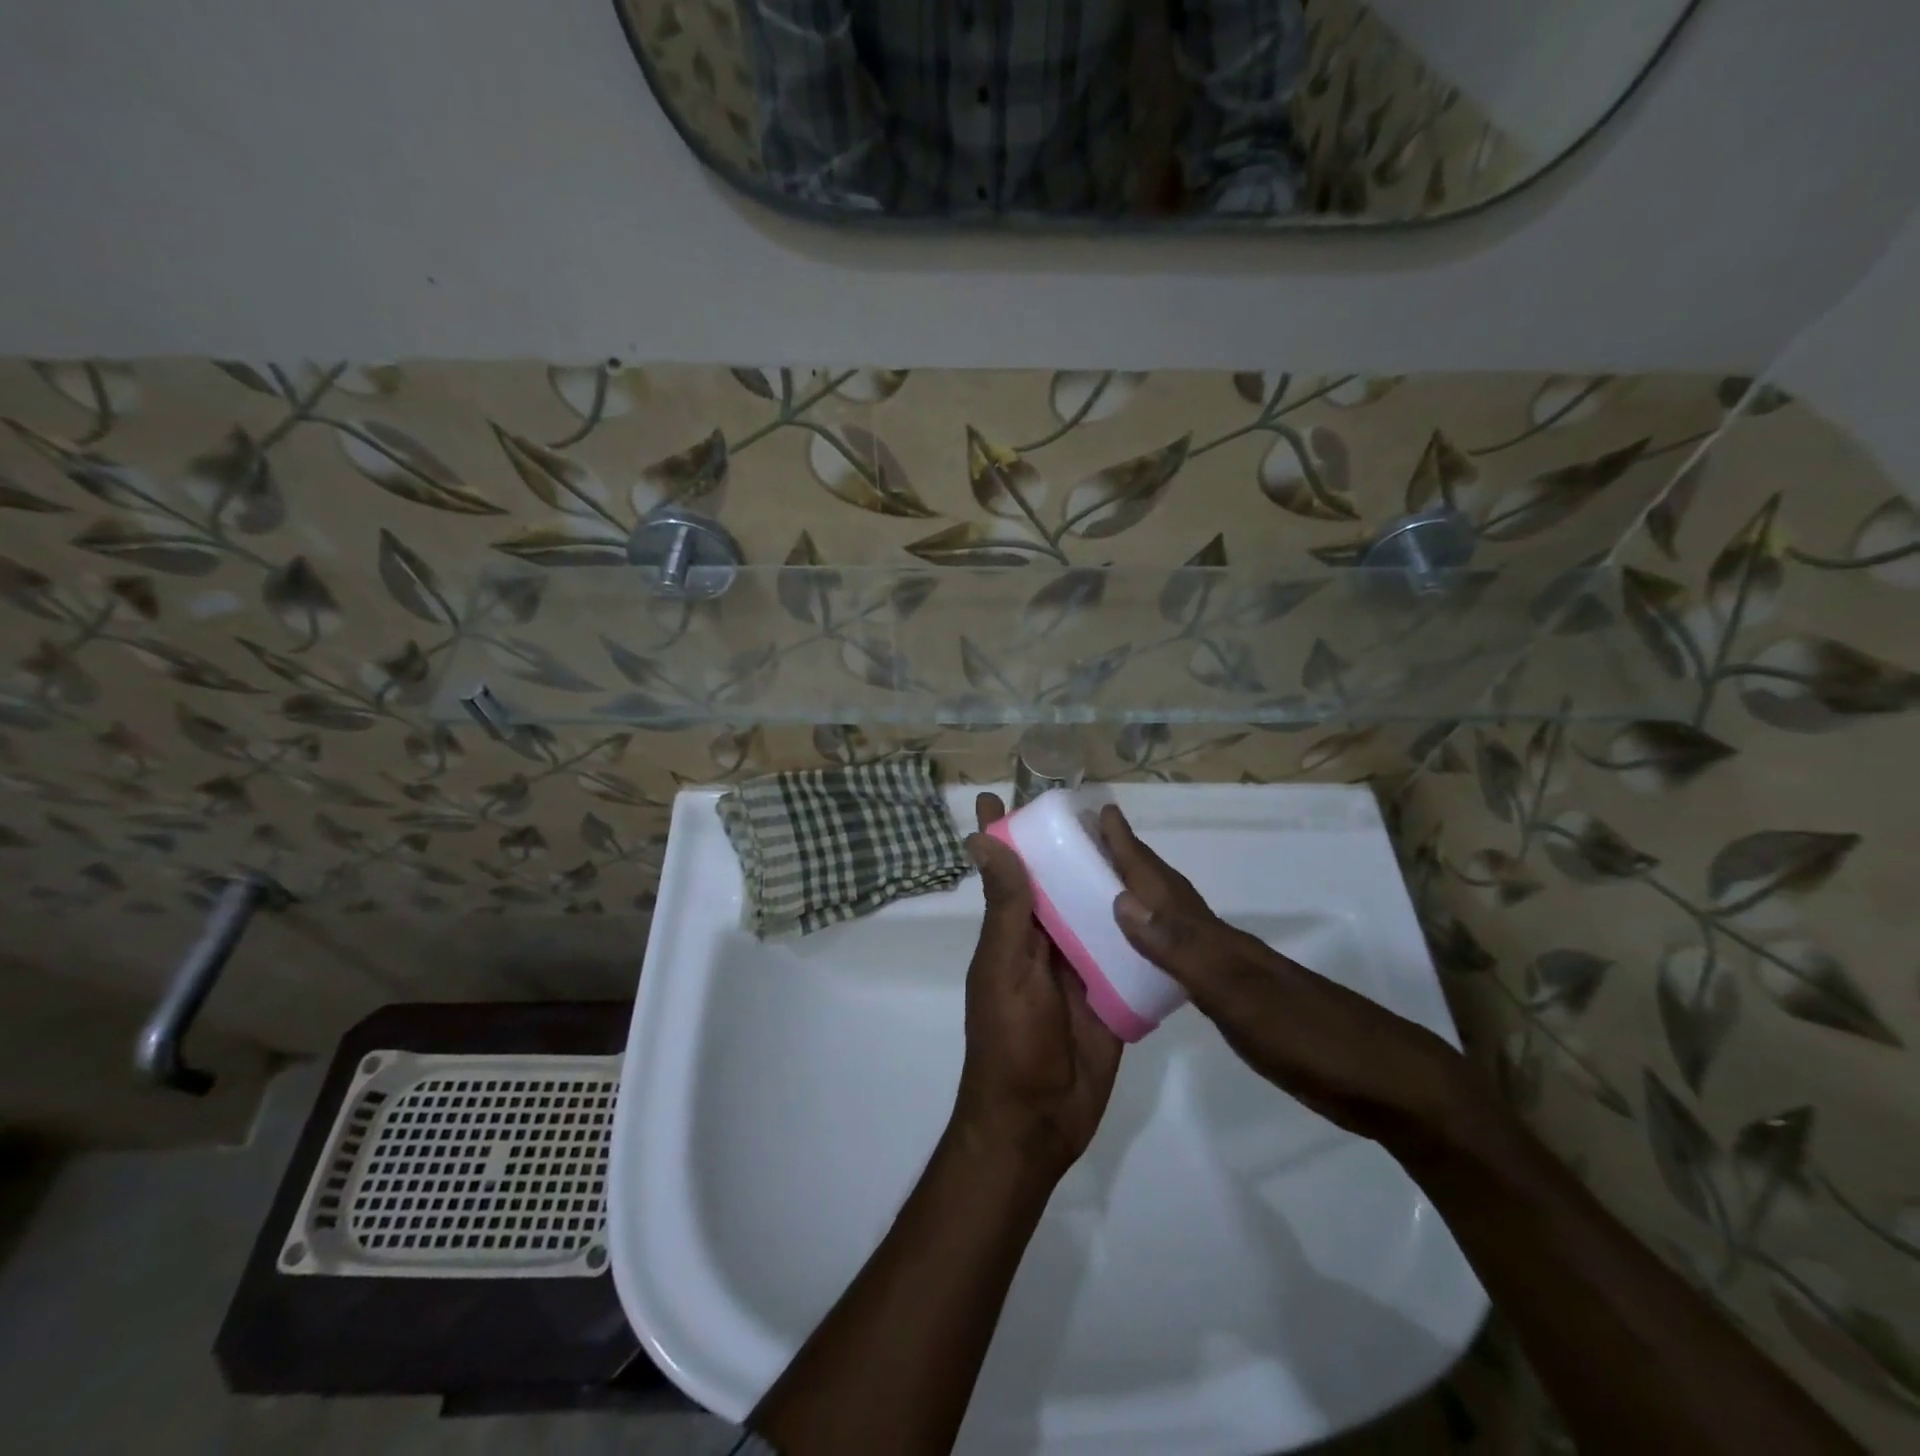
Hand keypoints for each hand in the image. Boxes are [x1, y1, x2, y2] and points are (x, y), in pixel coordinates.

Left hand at [952, 794, 1122, 1180]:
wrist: (1040, 1122)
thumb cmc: (1011, 1041)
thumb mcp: (1005, 968)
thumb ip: (1005, 908)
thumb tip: (983, 840)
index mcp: (1012, 930)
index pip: (1005, 869)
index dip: (1000, 834)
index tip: (1000, 794)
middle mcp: (1044, 940)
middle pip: (1055, 883)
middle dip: (1065, 847)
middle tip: (1091, 804)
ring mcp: (1079, 965)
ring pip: (1092, 910)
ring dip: (1105, 880)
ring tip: (1132, 839)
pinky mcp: (1112, 989)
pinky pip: (1126, 949)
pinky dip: (1138, 926)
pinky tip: (1163, 899)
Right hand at [1099, 804, 1470, 1148]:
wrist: (1389, 1085)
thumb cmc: (1312, 1039)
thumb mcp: (1240, 996)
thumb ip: (1182, 950)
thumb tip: (1123, 900)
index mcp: (1216, 940)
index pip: (1162, 885)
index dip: (1131, 851)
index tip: (1102, 812)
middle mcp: (1223, 946)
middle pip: (1170, 895)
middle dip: (1134, 864)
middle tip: (1099, 839)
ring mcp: (1238, 973)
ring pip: (1179, 924)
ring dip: (1146, 899)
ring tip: (1113, 888)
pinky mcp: (1245, 1001)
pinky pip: (1188, 957)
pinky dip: (1162, 943)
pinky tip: (1155, 955)